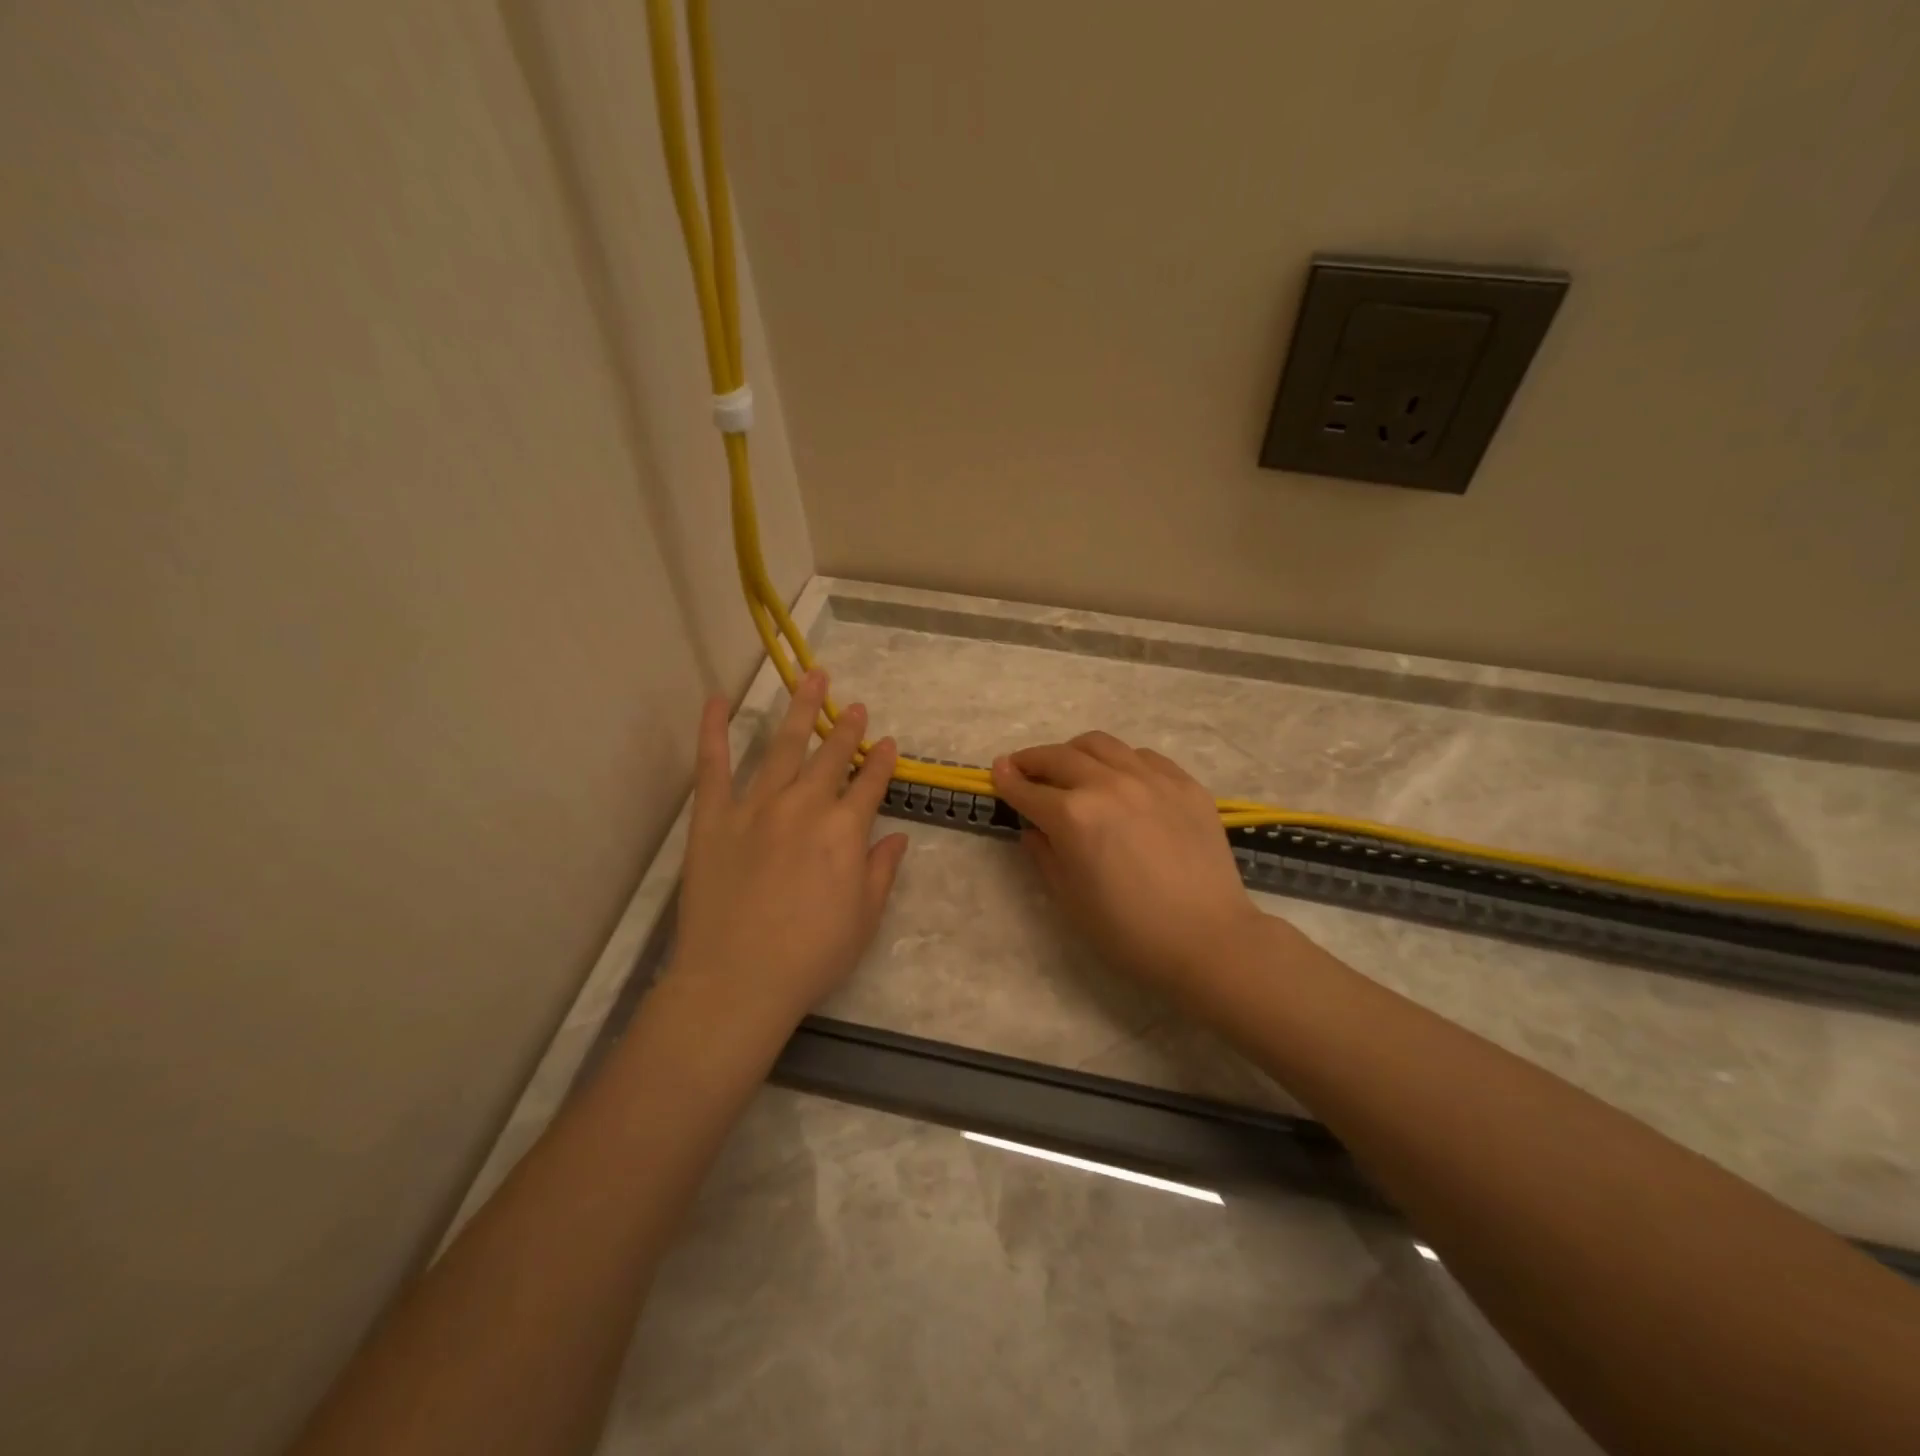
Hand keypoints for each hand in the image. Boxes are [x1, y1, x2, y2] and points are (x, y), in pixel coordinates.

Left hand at [668, 671, 908, 1031]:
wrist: (737, 980)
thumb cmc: (811, 956)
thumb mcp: (864, 918)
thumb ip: (882, 870)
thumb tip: (898, 836)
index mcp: (844, 831)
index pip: (870, 784)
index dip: (881, 762)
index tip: (888, 743)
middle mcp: (804, 806)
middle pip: (830, 757)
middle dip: (846, 728)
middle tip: (855, 705)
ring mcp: (755, 806)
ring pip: (783, 746)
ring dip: (800, 711)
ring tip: (811, 678)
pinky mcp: (713, 817)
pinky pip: (713, 765)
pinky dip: (713, 730)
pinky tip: (716, 701)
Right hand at [990, 732, 1263, 995]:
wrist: (1208, 940)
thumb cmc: (1129, 931)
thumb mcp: (1070, 899)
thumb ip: (1044, 854)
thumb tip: (1034, 827)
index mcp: (1073, 816)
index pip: (1028, 789)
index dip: (1006, 780)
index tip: (996, 771)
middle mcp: (1108, 784)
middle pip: (1059, 757)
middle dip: (1033, 760)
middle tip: (1022, 767)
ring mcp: (1150, 779)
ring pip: (1100, 744)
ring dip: (1074, 752)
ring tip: (1070, 767)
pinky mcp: (1184, 783)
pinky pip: (1142, 756)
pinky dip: (1119, 761)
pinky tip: (1120, 779)